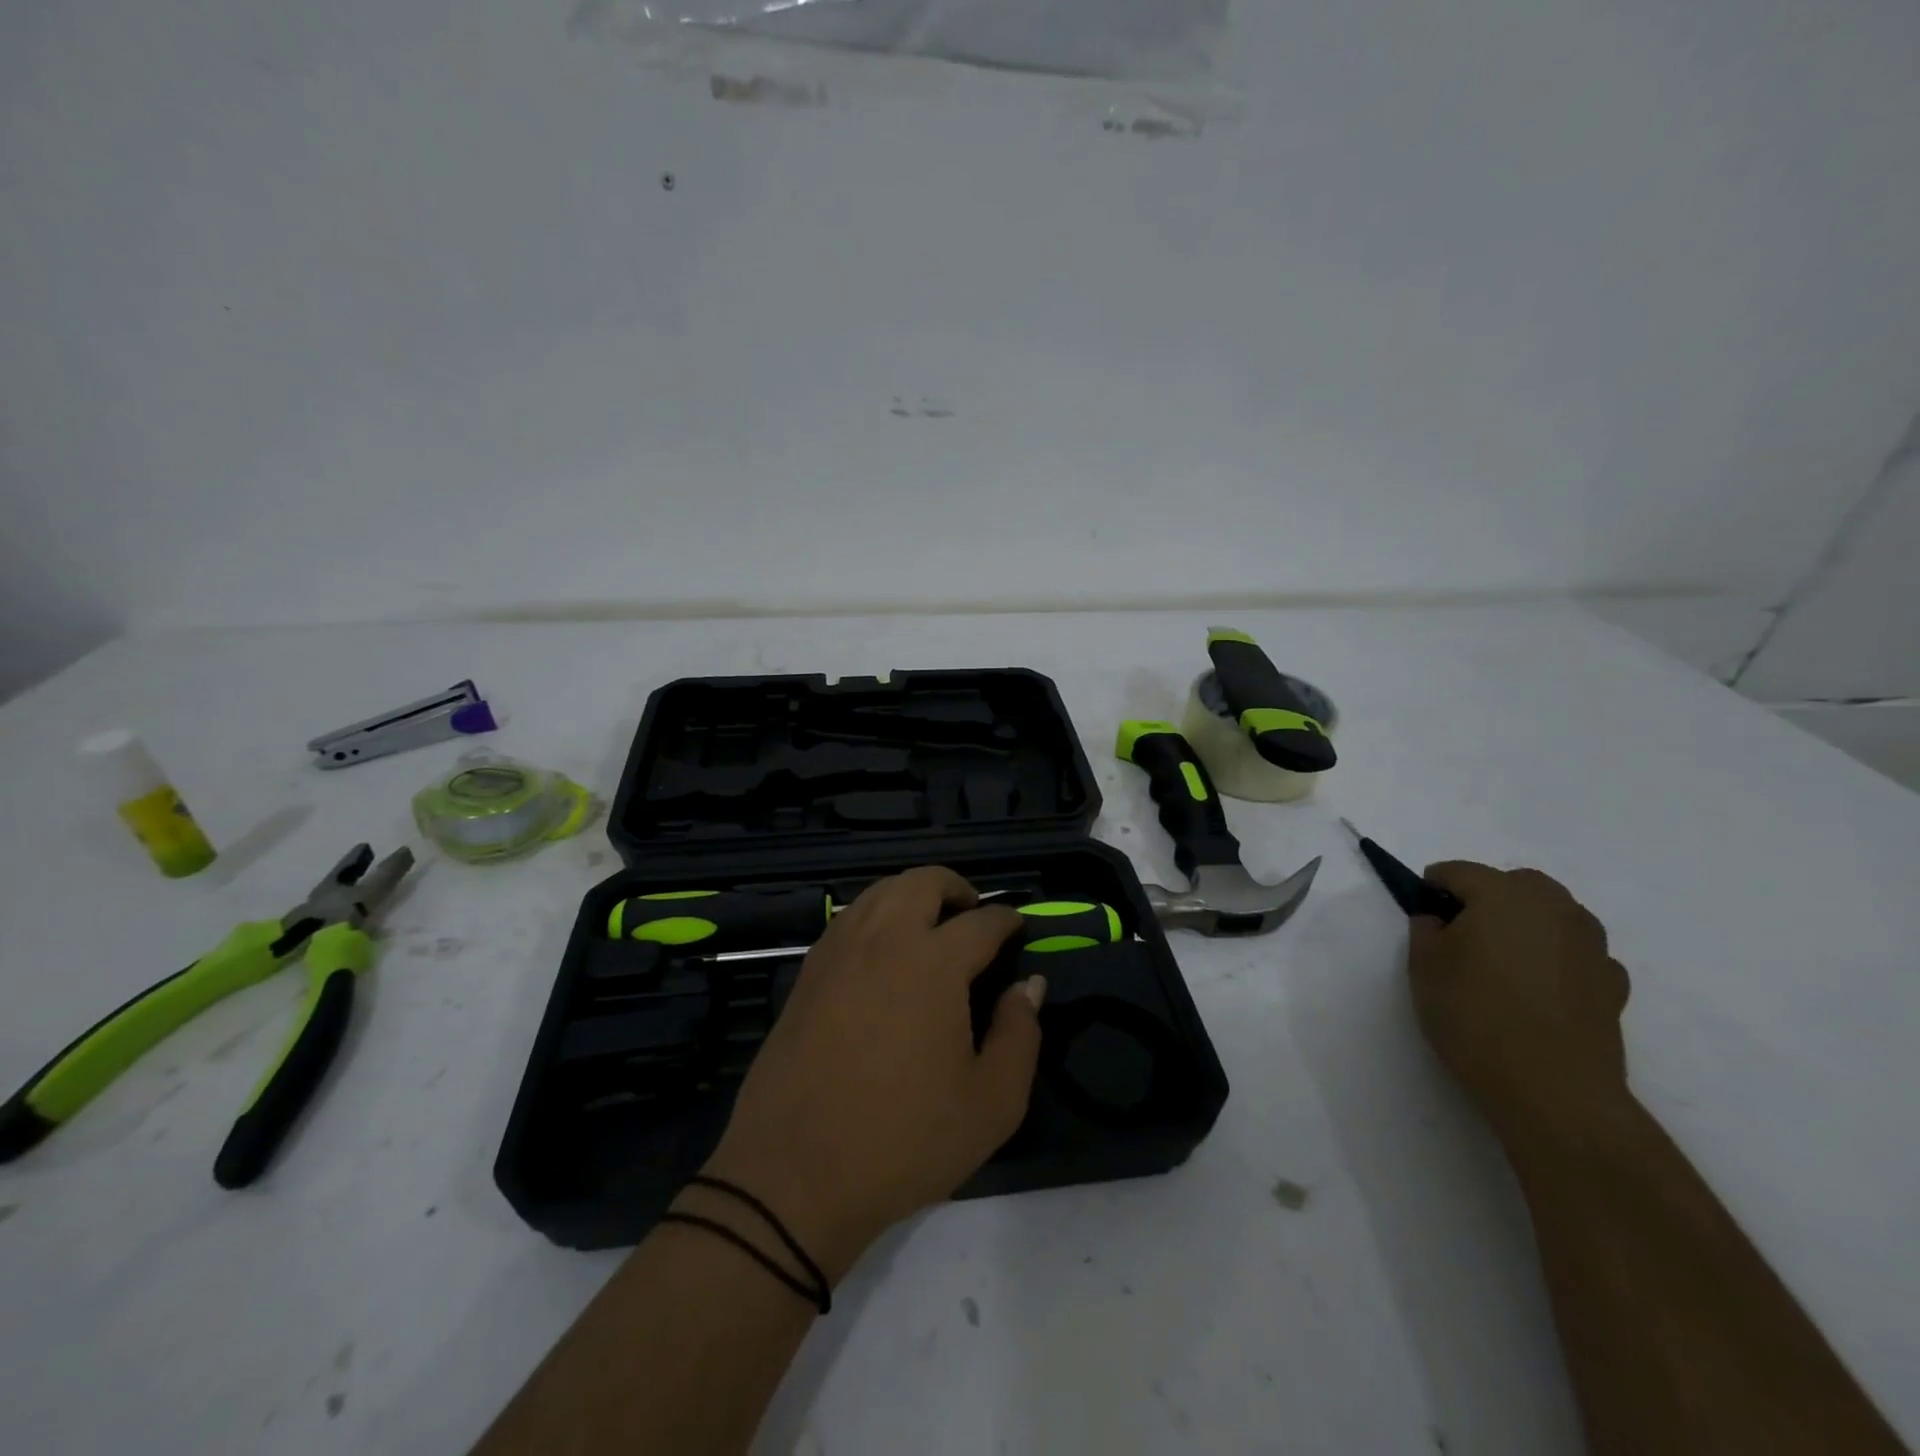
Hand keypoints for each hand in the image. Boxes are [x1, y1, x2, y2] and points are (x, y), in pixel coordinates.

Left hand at [696, 867, 1044, 1282]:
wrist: (793, 1175)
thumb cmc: (903, 1141)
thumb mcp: (992, 1103)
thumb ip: (1020, 1034)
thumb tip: (1029, 985)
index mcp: (933, 962)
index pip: (981, 922)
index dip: (1007, 920)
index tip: (1018, 928)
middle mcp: (883, 939)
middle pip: (923, 881)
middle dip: (957, 888)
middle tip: (974, 916)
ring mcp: (839, 951)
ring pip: (880, 892)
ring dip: (913, 895)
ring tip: (931, 927)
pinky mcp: (807, 972)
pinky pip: (849, 918)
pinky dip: (876, 915)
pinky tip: (884, 953)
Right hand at [1407, 862, 1630, 1147]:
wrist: (1552, 1088)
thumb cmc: (1474, 1015)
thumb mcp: (1423, 966)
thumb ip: (1426, 929)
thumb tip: (1439, 918)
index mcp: (1503, 895)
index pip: (1458, 871)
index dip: (1432, 886)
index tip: (1420, 912)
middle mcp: (1554, 908)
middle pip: (1516, 883)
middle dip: (1486, 895)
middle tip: (1461, 932)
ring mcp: (1591, 945)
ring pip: (1554, 913)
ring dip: (1526, 922)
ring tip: (1502, 960)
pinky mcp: (1612, 982)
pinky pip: (1577, 951)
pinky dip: (1556, 955)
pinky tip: (1537, 987)